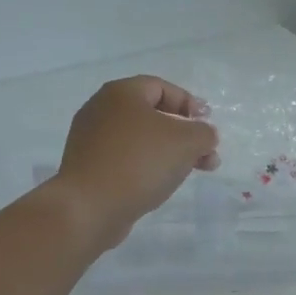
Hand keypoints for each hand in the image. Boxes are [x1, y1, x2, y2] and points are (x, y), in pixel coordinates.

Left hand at [50, 76, 220, 247]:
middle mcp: (101, 110)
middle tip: (206, 155)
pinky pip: (125, 159)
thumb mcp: (186, 142)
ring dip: (169, 153)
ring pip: (140, 140)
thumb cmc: (139, 162)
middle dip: (184, 134)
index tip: (207, 125)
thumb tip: (204, 135)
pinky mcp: (88, 167)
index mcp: (121, 93)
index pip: (162, 87)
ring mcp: (91, 140)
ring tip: (189, 173)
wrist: (89, 207)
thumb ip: (204, 133)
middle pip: (152, 115)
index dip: (189, 103)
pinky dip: (146, 167)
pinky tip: (160, 184)